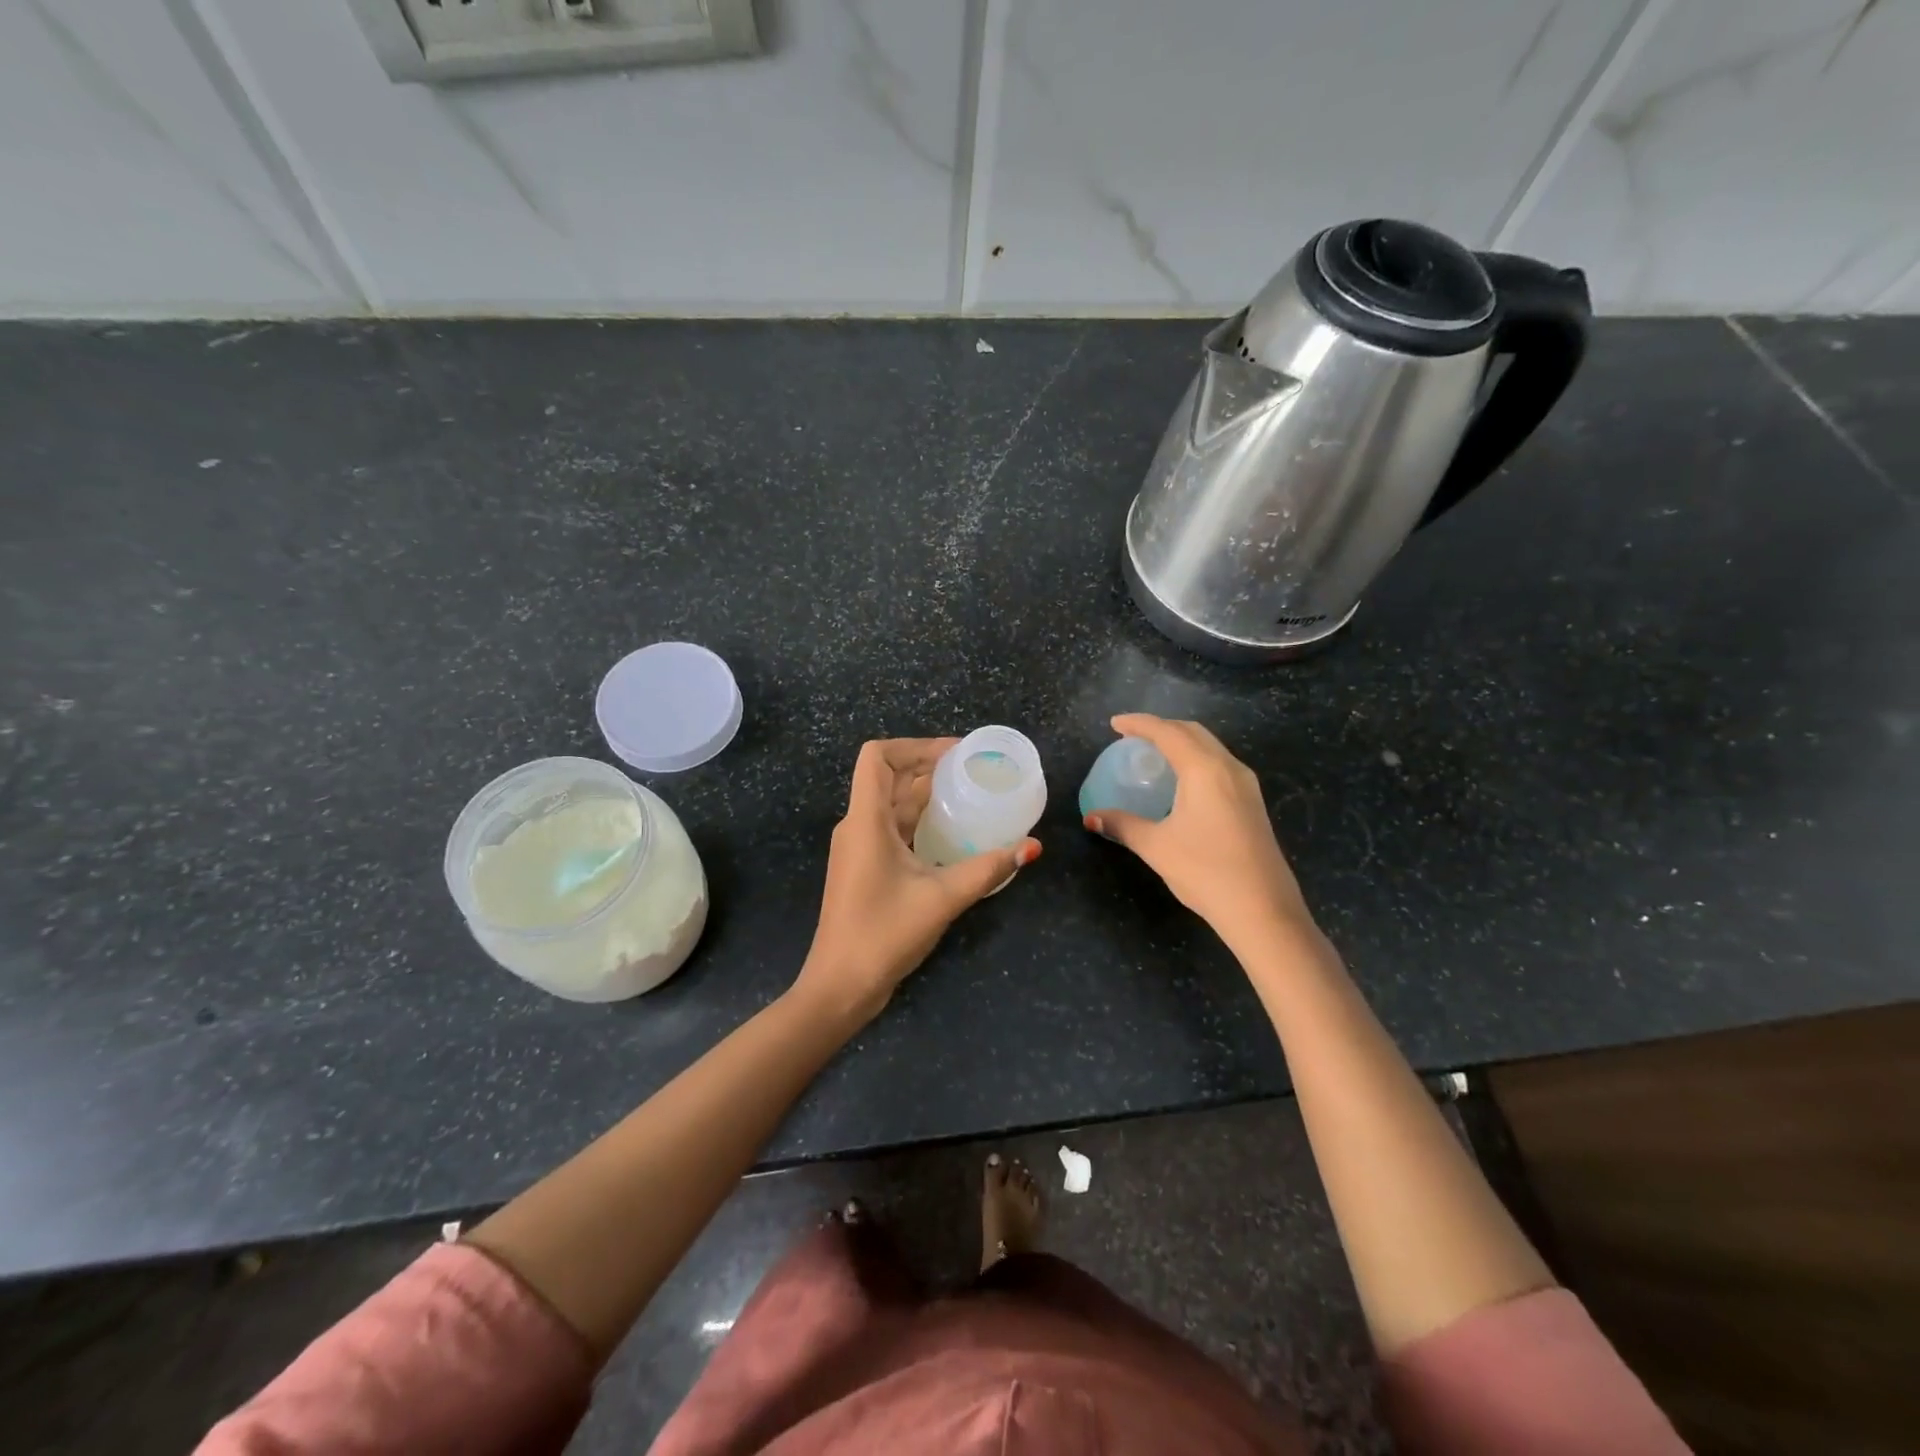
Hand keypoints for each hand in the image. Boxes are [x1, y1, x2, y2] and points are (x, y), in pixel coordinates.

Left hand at [795, 737, 1040, 1025]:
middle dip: (929, 766)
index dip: (914, 745)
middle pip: (889, 777)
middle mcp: (858, 826)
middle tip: (973, 771)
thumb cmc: (883, 934)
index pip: (877, 756)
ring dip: (926, 794)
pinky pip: (893, 829)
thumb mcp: (941, 898)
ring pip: (892, 804)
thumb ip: (987, 869)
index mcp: (865, 821)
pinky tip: (952, 832)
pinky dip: (920, 821)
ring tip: (969, 794)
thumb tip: (1031, 847)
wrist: (840, 986)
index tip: (955, 754)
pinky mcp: (866, 868)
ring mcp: (859, 848)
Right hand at [1084, 714, 1316, 952]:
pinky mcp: (1253, 804)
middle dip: (1162, 727)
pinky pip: (1220, 765)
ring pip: (1211, 747)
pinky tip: (1182, 781)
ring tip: (1155, 754)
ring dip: (1182, 742)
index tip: (1114, 724)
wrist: (1262, 909)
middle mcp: (1229, 768)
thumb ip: (1123, 825)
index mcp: (1204, 769)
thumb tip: (1092, 818)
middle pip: (1193, 732)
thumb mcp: (1156, 846)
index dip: (1139, 724)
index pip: (1168, 732)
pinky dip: (1196, 759)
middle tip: (1133, 737)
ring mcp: (1246, 785)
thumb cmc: (1205, 871)